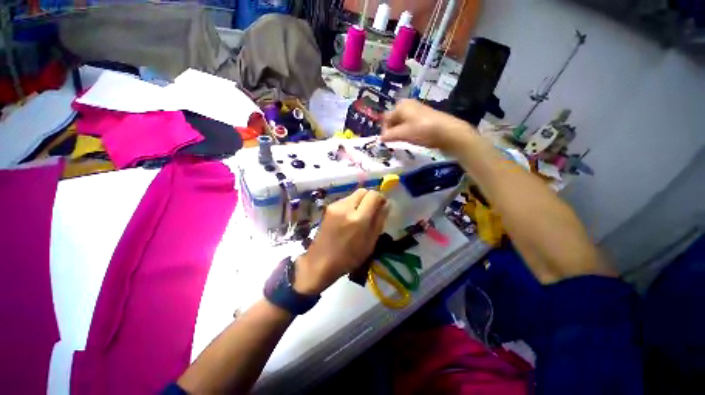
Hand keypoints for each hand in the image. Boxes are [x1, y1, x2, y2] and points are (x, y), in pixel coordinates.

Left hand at [294, 189, 389, 294]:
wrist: (320, 262)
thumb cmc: (349, 257)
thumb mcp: (370, 243)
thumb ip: (379, 221)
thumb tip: (387, 204)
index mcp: (359, 218)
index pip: (373, 195)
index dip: (380, 198)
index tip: (381, 207)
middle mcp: (346, 207)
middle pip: (363, 191)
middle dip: (370, 197)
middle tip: (371, 210)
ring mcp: (335, 206)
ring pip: (353, 194)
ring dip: (360, 201)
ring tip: (359, 216)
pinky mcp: (328, 208)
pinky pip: (344, 200)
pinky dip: (351, 205)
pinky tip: (348, 218)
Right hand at [381, 99, 476, 154]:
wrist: (447, 131)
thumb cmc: (422, 130)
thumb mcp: (402, 134)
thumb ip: (389, 136)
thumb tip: (380, 138)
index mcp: (401, 106)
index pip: (386, 118)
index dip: (384, 131)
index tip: (386, 142)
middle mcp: (408, 105)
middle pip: (394, 120)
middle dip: (392, 131)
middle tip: (393, 142)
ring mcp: (417, 110)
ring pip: (402, 123)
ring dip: (399, 132)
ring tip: (402, 141)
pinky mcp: (424, 117)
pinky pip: (410, 124)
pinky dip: (408, 131)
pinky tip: (411, 138)